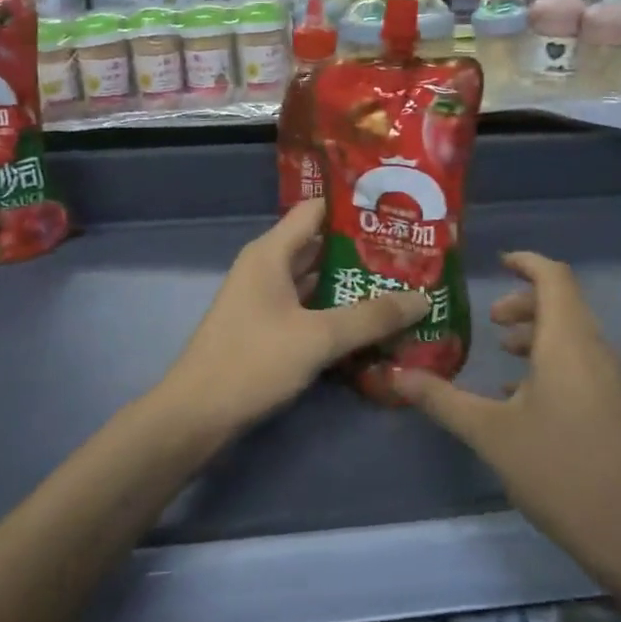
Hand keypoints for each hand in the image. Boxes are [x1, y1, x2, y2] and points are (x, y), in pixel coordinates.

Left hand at [154, 199, 428, 438]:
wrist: (197, 415)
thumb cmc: (253, 362)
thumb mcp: (318, 338)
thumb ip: (371, 317)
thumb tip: (423, 299)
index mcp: (271, 253)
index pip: (316, 210)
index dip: (354, 206)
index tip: (397, 211)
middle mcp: (268, 269)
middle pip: (321, 247)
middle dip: (364, 251)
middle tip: (413, 255)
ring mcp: (267, 301)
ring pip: (318, 282)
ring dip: (354, 285)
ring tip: (404, 286)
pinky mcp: (269, 330)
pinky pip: (310, 311)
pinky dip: (338, 314)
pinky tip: (373, 325)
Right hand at [390, 252, 620, 599]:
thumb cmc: (561, 472)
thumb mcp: (490, 434)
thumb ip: (442, 399)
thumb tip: (394, 375)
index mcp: (570, 344)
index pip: (554, 278)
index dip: (527, 262)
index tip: (499, 262)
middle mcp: (601, 352)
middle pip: (565, 307)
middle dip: (525, 304)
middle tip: (490, 321)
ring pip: (577, 339)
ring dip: (540, 337)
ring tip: (503, 359)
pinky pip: (589, 367)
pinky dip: (557, 365)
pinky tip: (530, 403)